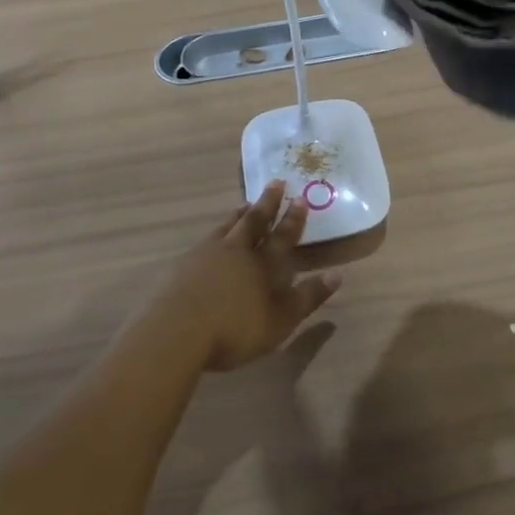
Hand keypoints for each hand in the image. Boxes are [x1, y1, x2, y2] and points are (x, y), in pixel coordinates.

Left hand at [154, 182, 343, 370]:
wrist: (177, 332)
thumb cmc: (235, 329)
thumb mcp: (280, 320)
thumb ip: (308, 297)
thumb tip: (337, 274)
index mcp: (263, 264)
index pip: (283, 236)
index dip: (293, 219)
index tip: (301, 198)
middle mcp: (238, 251)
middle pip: (255, 221)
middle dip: (268, 202)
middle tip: (276, 182)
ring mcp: (208, 254)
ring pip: (228, 226)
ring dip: (239, 213)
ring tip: (245, 204)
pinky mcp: (184, 264)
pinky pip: (206, 240)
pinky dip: (216, 232)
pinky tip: (212, 237)